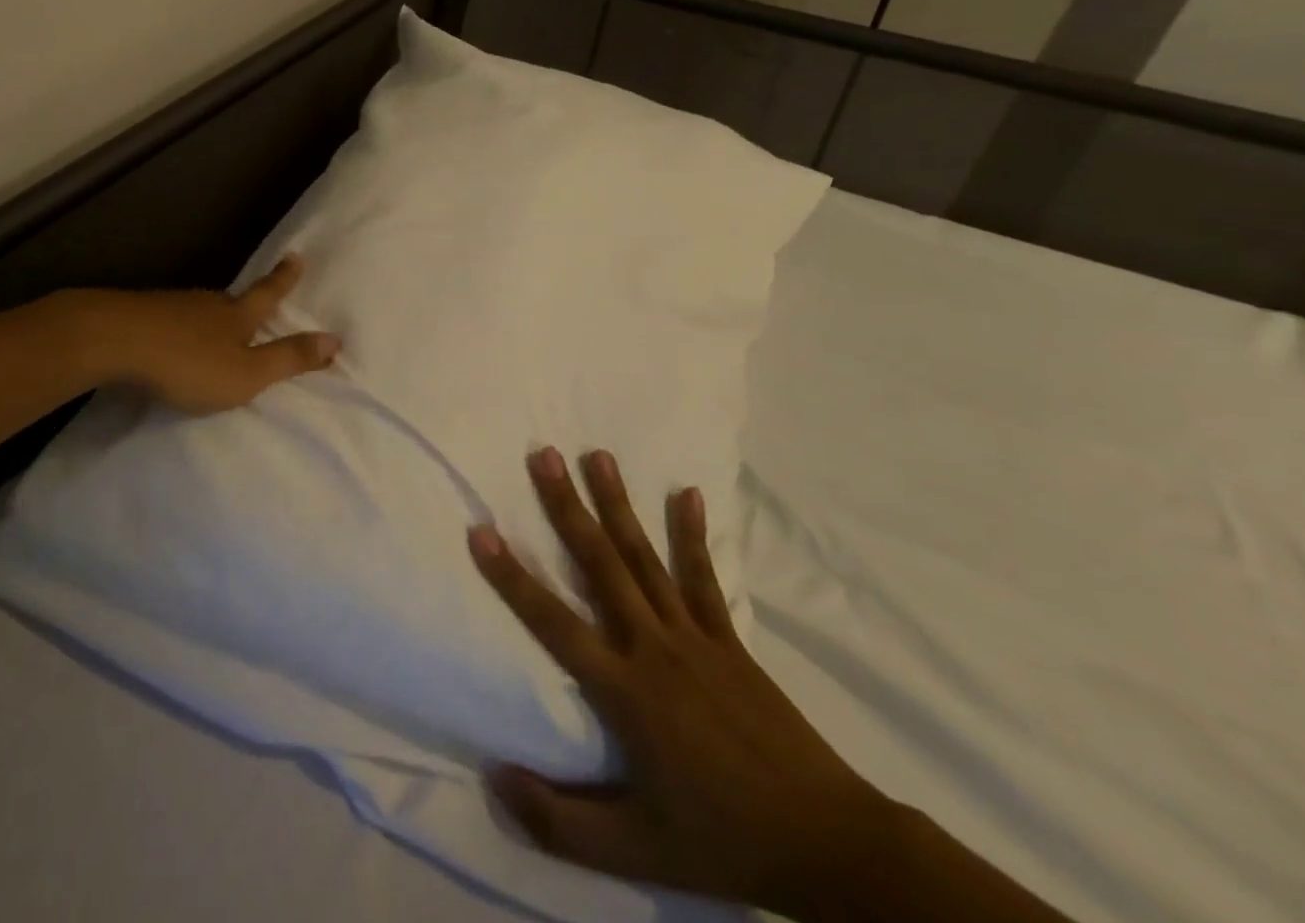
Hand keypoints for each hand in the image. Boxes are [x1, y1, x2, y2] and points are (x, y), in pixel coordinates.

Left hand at [76, 253, 339, 414]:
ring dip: (211, 317)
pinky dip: (179, 328)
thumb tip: (337, 340)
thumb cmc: (187, 363)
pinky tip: (171, 339)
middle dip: (246, 299)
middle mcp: (207, 304)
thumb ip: (288, 359)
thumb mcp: (247, 373)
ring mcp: (171, 307)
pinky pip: (170, 320)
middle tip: (256, 295)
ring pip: (200, 310)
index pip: (269, 294)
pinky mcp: (140, 316)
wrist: (112, 341)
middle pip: (233, 299)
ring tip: (215, 325)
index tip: (297, 254)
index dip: (285, 278)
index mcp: (237, 316)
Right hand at [468, 448, 890, 917]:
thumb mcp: (633, 851)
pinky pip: (703, 577)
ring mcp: (693, 636)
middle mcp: (652, 646)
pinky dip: (692, 534)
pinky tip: (687, 492)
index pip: (553, 622)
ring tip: (598, 454)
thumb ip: (558, 820)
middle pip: (600, 563)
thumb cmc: (718, 838)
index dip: (513, 577)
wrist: (823, 843)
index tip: (481, 530)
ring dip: (618, 503)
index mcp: (624, 690)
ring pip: (644, 556)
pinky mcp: (727, 638)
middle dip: (567, 506)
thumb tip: (494, 776)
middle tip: (544, 456)